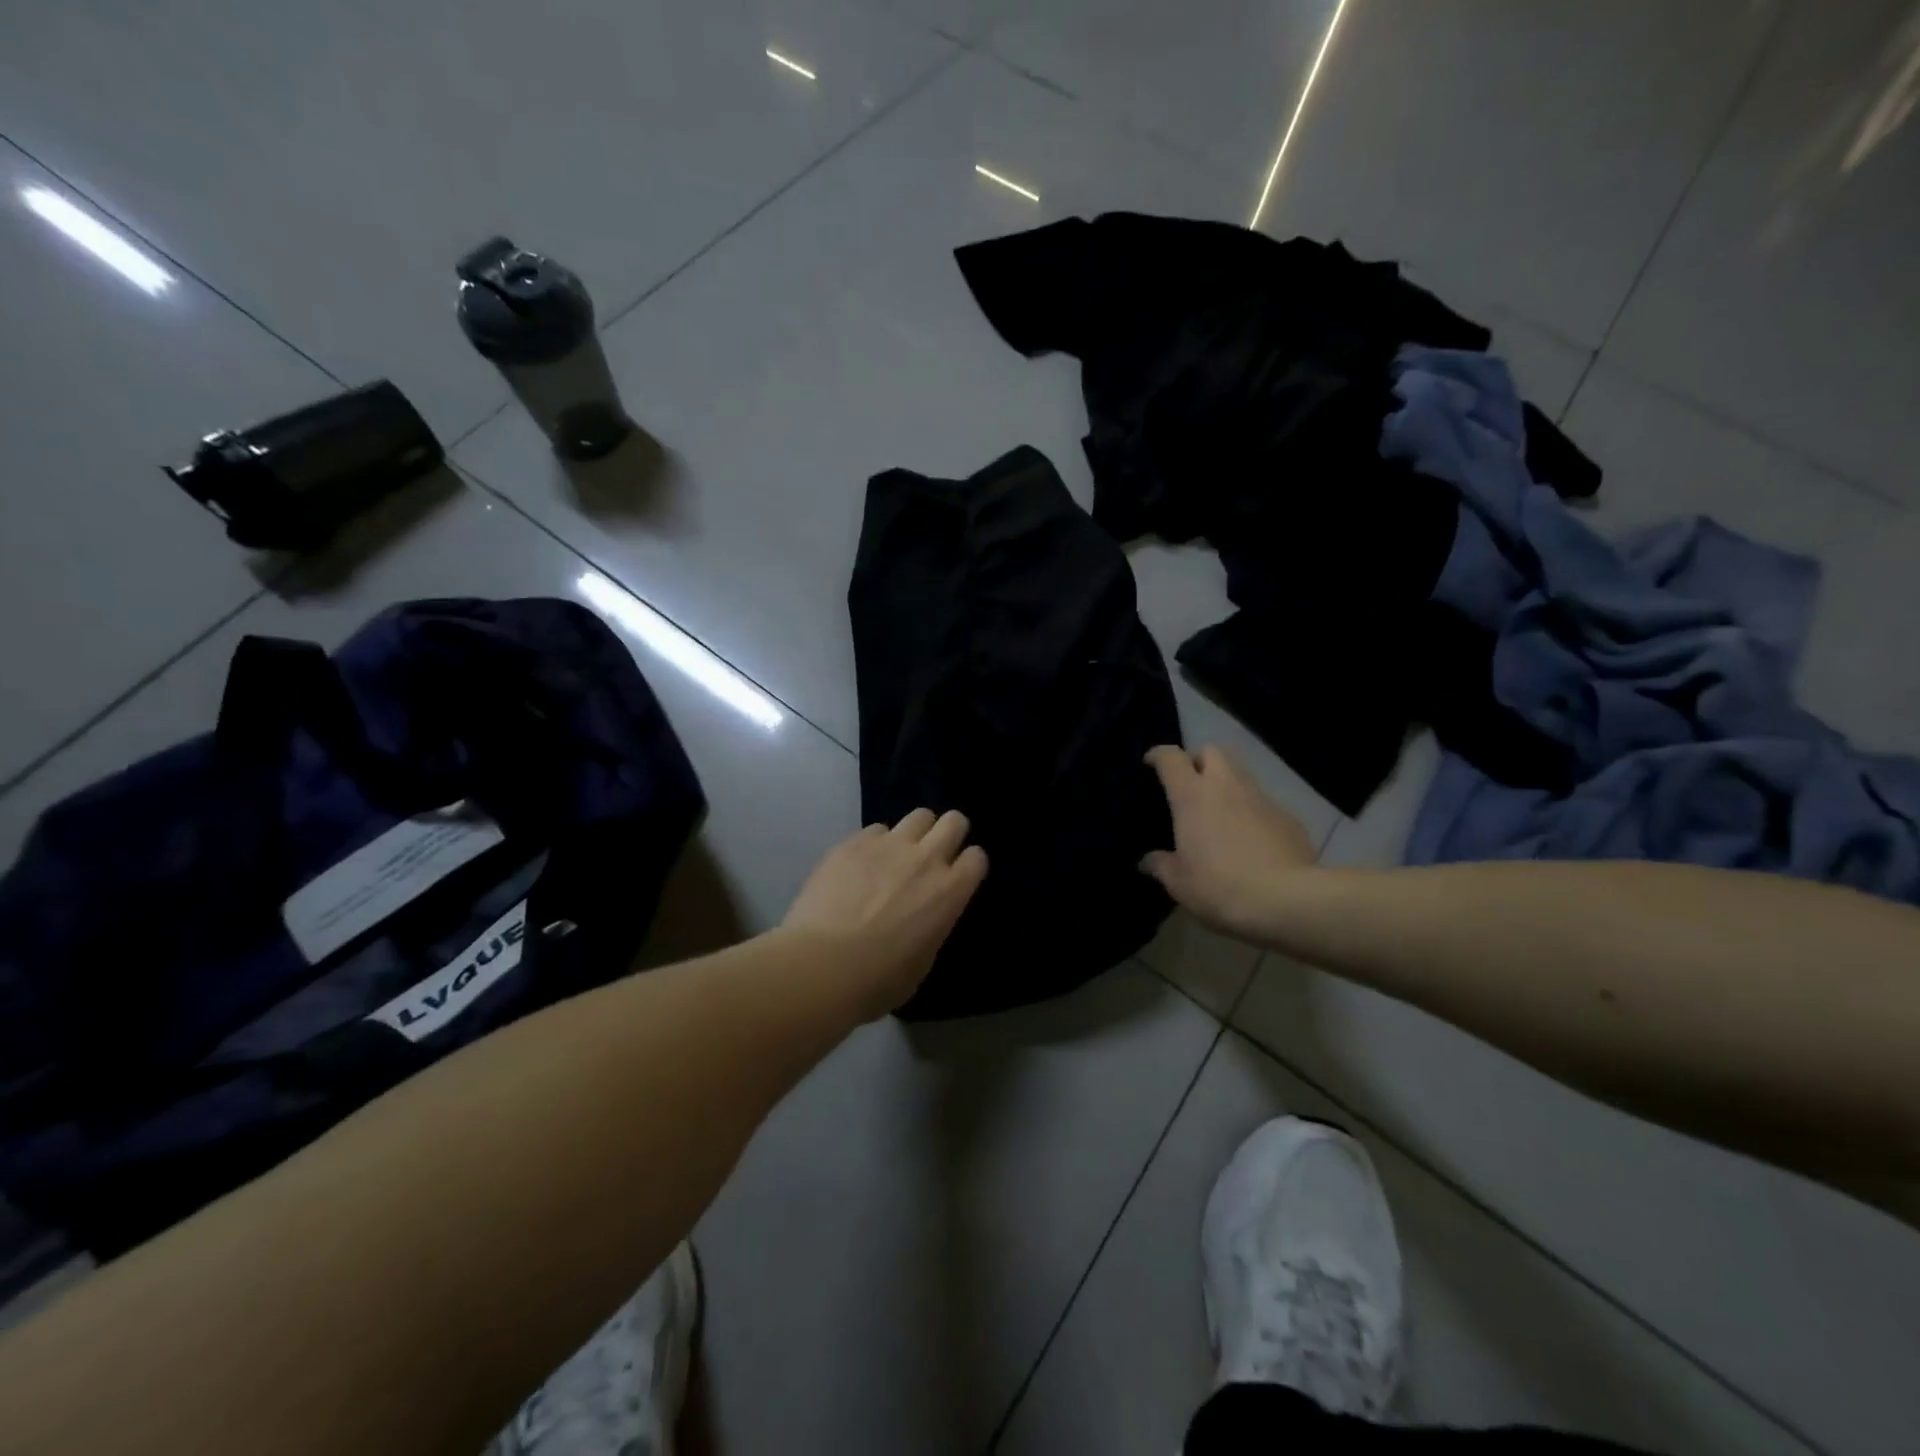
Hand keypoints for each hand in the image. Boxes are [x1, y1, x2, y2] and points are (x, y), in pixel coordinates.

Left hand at [782, 809, 988, 1017]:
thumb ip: (932, 928)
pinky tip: (859, 865)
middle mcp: (925, 859)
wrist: (822, 965)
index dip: (968, 865)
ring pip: (917, 816)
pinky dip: (874, 844)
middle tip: (934, 853)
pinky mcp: (853, 842)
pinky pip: (875, 830)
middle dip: (949, 833)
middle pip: (953, 821)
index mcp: (950, 892)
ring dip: (914, 833)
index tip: (958, 876)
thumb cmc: (877, 980)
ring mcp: (888, 845)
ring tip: (897, 854)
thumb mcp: (922, 962)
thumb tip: (925, 919)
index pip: (977, 858)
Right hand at [1141, 746, 1317, 943]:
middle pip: (1211, 751)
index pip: (1171, 758)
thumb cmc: (1219, 886)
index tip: (1151, 763)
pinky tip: (1251, 839)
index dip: (1158, 755)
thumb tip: (1147, 861)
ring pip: (1240, 774)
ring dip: (1226, 785)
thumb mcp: (1179, 882)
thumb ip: (1160, 865)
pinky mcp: (1289, 817)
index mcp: (1192, 796)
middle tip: (1190, 784)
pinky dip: (1252, 812)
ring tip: (1220, 812)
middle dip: (1198, 760)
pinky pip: (1264, 804)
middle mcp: (1226, 786)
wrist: (1286, 899)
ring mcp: (1261, 798)